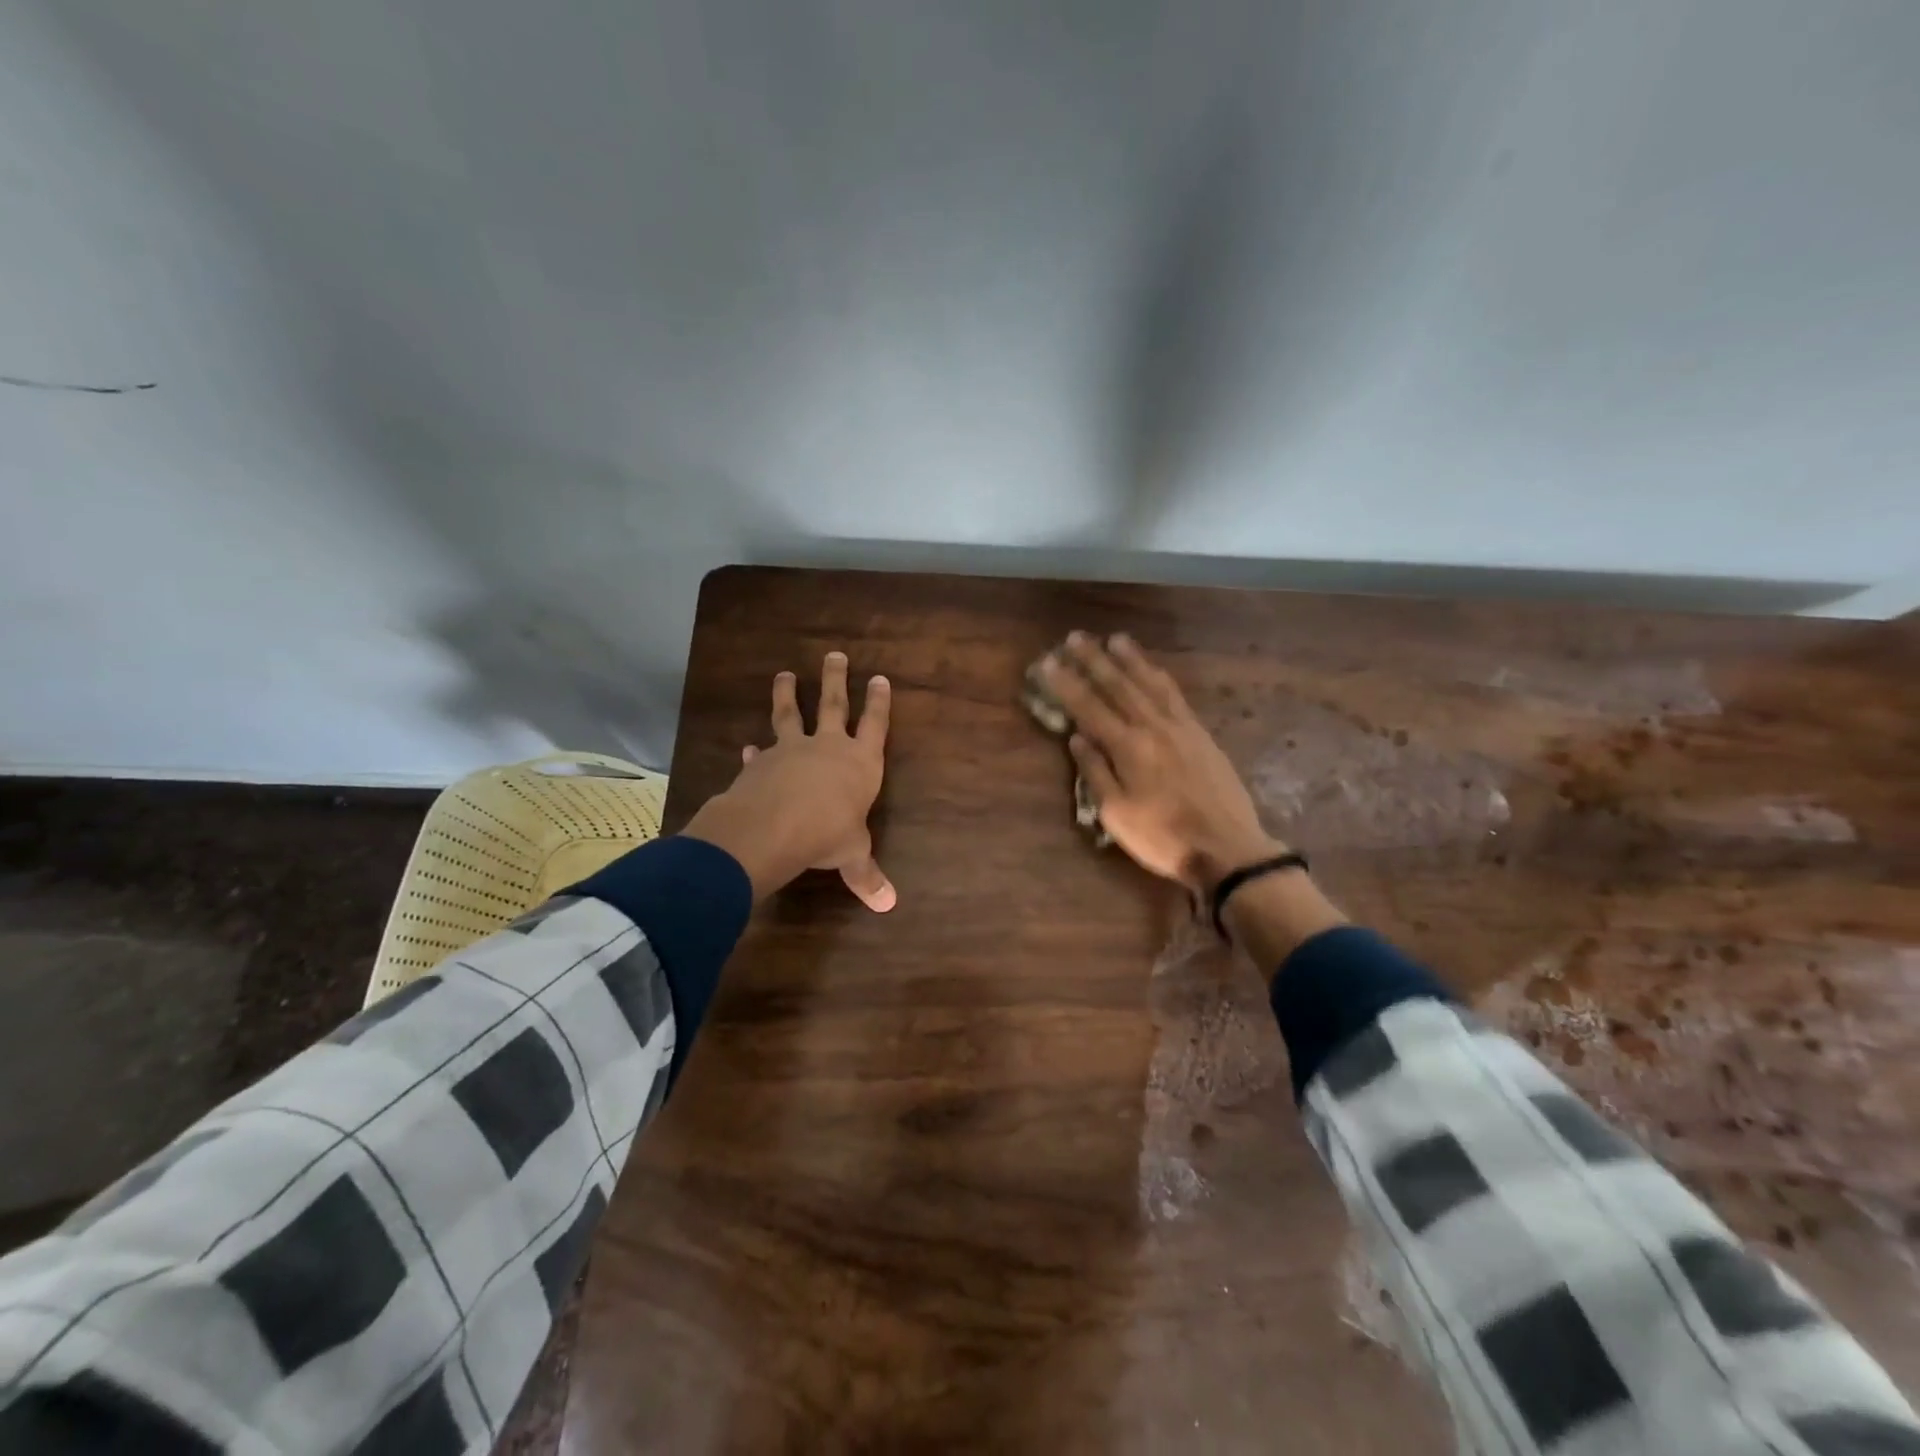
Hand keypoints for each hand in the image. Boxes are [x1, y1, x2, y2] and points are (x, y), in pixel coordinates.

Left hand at [681, 652, 895, 910]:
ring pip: (791, 714)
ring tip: (785, 674)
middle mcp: (828, 747)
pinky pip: (760, 752)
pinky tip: (747, 746)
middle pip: (834, 705)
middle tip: (835, 655)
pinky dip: (755, 750)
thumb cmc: (828, 834)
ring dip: (788, 694)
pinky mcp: (761, 763)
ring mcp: (792, 750)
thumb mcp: (853, 855)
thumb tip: (889, 905)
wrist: (775, 826)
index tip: (880, 678)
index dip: (879, 702)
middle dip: (836, 680)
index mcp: (860, 763)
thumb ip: (866, 874)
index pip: (875, 725)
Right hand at [1039, 632, 1281, 895]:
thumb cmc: (1163, 837)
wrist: (1227, 847)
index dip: (1066, 684)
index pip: (1089, 707)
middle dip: (1094, 660)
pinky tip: (1153, 669)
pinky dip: (1159, 676)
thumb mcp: (1117, 814)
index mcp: (1128, 747)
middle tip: (1075, 637)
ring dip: (1130, 659)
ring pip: (1150, 683)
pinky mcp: (1201, 733)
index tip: (1048, 663)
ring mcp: (1181, 727)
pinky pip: (1175, 694)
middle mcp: (1153, 727)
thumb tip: (1077, 738)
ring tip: (1114, 639)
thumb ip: (1095, 772)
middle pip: (1119, 685)